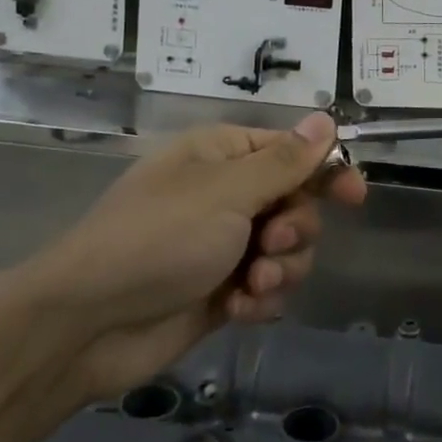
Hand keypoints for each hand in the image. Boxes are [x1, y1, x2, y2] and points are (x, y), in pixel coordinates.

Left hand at [34, 114, 365, 403]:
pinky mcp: (221, 291)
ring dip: (280, 268)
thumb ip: (285, 161)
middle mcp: (227, 194)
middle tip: (271, 241)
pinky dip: (259, 299)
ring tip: (251, 285)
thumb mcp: (226, 192)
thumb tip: (325, 117)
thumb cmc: (159, 238)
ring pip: (288, 249)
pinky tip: (236, 309)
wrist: (87, 324)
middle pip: (297, 202)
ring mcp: (223, 245)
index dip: (326, 170)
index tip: (355, 196)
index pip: (293, 151)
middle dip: (295, 227)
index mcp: (224, 156)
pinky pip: (267, 288)